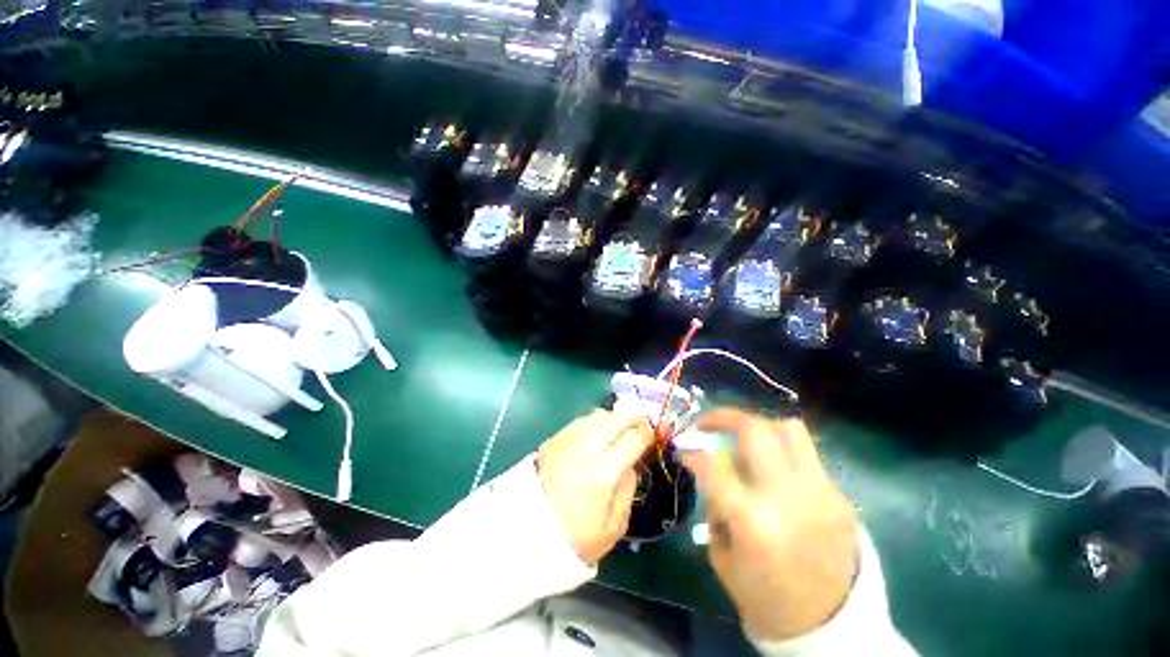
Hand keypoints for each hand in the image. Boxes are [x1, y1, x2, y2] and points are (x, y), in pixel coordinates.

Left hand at [537, 409, 653, 565]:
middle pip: (616, 417)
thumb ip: (628, 489)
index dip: (647, 434)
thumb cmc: (576, 535)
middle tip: (641, 425)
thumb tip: (632, 463)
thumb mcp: (614, 525)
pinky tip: (598, 434)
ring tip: (619, 430)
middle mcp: (586, 449)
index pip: (633, 439)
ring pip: (599, 414)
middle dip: (635, 417)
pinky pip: (581, 420)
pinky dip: (595, 422)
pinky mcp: (555, 438)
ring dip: (614, 418)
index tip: (652, 437)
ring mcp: (568, 440)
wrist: (530, 532)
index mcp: (603, 473)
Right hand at [680, 408, 858, 640]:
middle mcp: (789, 496)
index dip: (691, 451)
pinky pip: (806, 454)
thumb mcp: (723, 555)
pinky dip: (781, 451)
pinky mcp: (839, 495)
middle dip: (722, 417)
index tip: (683, 446)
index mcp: (753, 520)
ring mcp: (820, 492)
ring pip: (788, 429)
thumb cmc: (765, 597)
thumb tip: (713, 469)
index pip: (713, 465)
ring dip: (758, 426)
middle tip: (708, 422)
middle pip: (754, 430)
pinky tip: (772, 468)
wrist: (832, 626)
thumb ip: (716, 504)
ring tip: (744, 437)